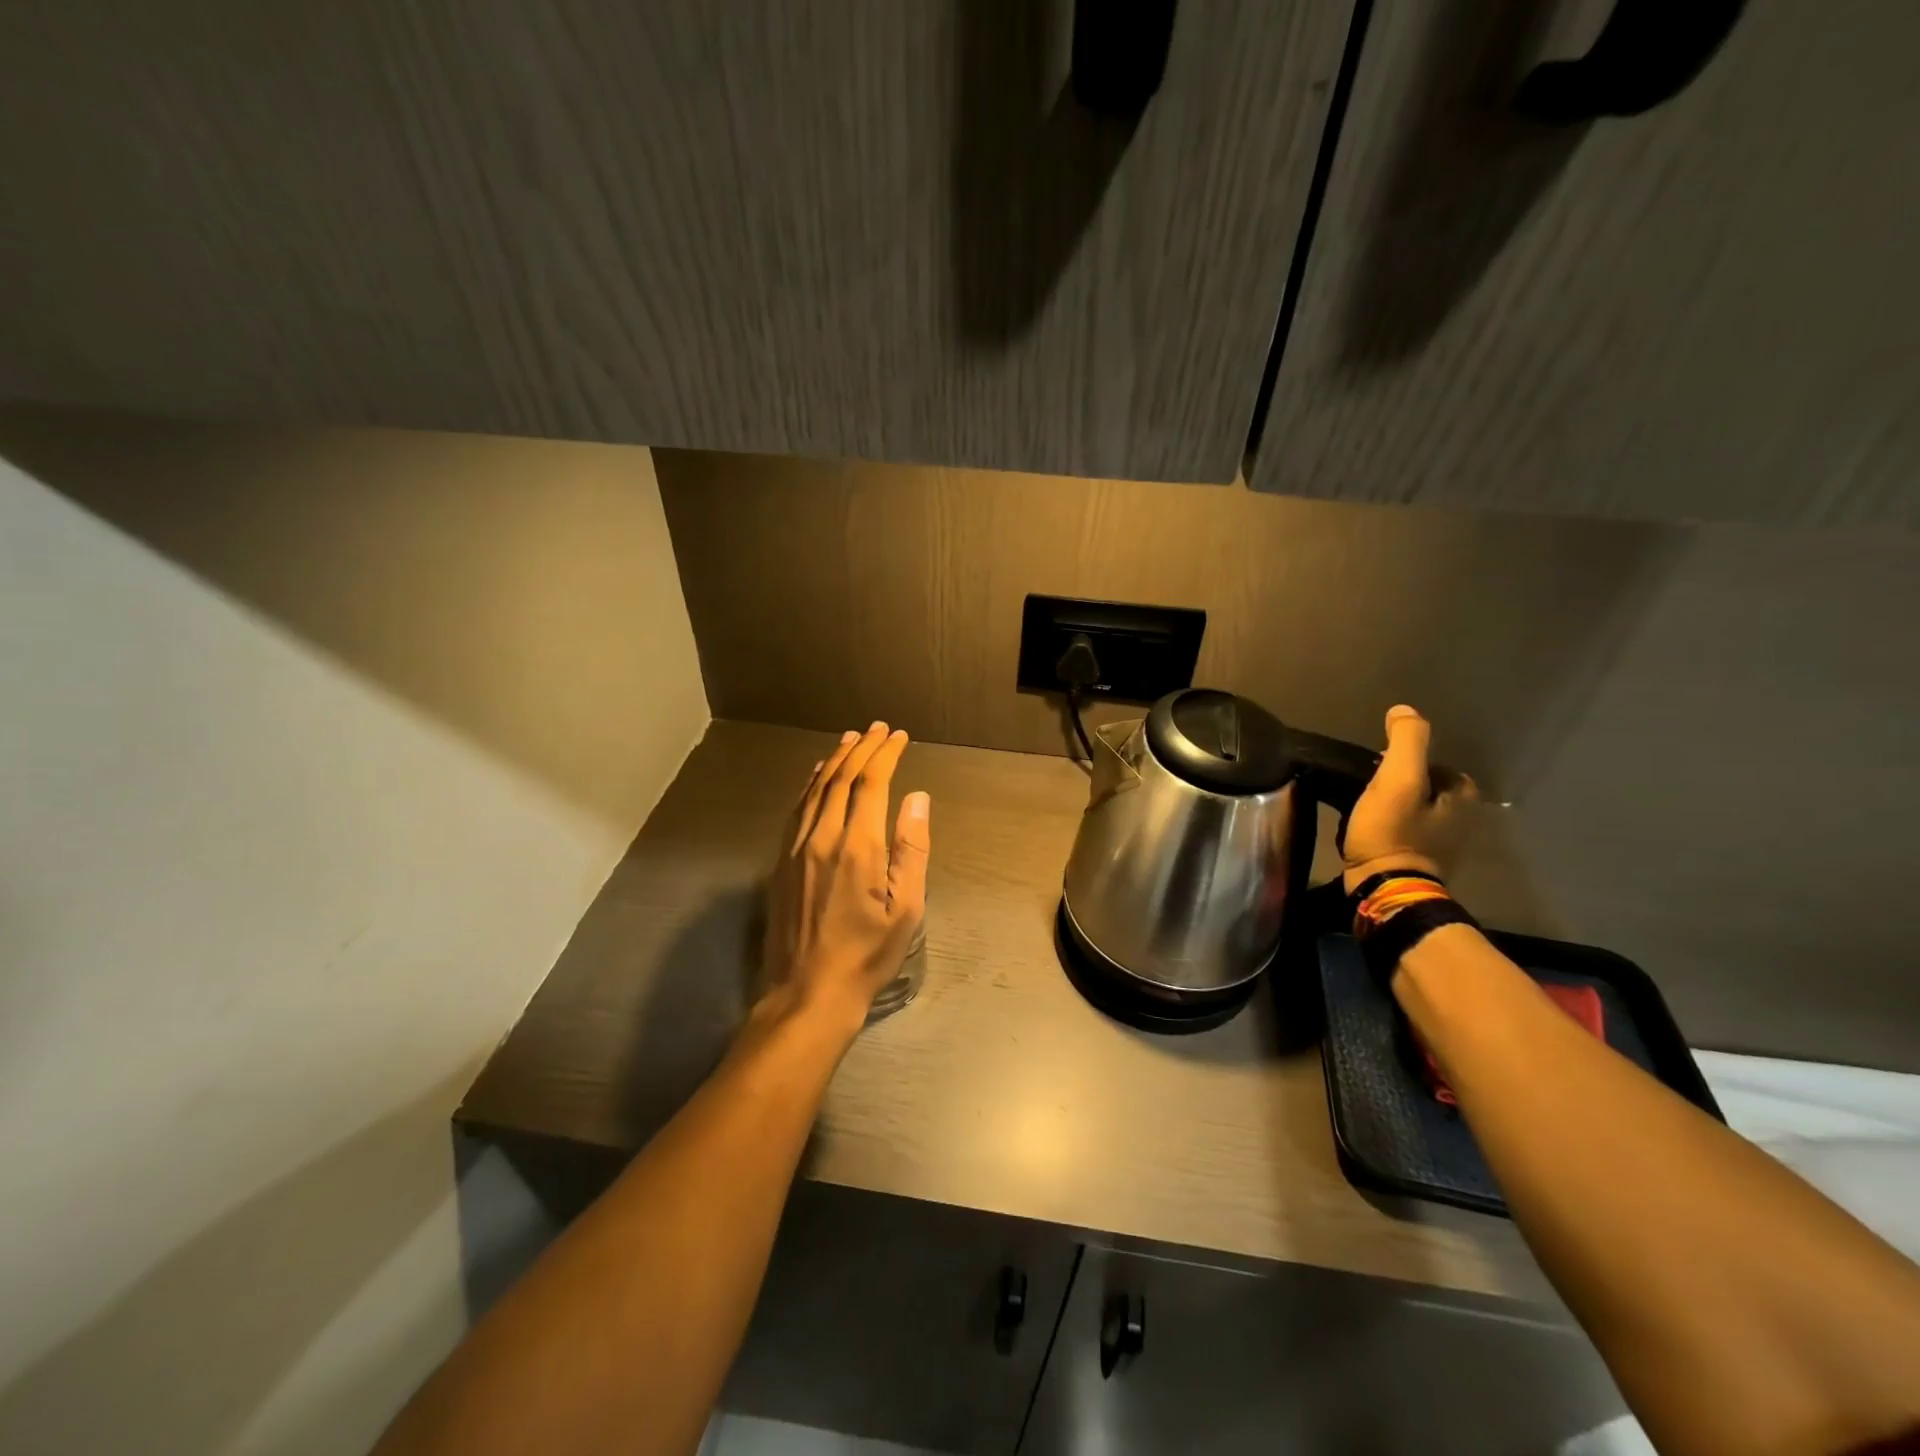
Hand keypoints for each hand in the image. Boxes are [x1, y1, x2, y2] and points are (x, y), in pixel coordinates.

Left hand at [761, 722, 930, 1031]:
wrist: (808, 992)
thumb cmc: (867, 955)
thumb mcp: (906, 908)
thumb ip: (911, 849)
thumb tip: (918, 799)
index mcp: (857, 847)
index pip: (871, 783)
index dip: (886, 755)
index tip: (899, 737)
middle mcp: (822, 837)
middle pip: (841, 778)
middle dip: (862, 749)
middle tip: (879, 729)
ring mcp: (796, 848)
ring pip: (816, 789)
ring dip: (835, 760)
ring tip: (850, 740)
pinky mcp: (781, 861)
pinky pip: (797, 809)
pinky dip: (811, 785)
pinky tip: (818, 776)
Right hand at [1341, 705, 1477, 892]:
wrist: (1385, 889)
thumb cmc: (1393, 832)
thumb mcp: (1398, 779)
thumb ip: (1406, 741)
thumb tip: (1404, 710)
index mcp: (1463, 797)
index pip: (1435, 764)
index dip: (1406, 762)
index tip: (1378, 770)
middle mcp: (1462, 820)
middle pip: (1425, 788)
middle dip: (1399, 785)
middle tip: (1366, 789)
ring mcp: (1443, 845)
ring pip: (1414, 811)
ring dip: (1392, 807)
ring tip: (1362, 809)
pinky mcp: (1421, 863)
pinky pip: (1404, 833)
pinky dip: (1388, 829)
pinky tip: (1367, 831)